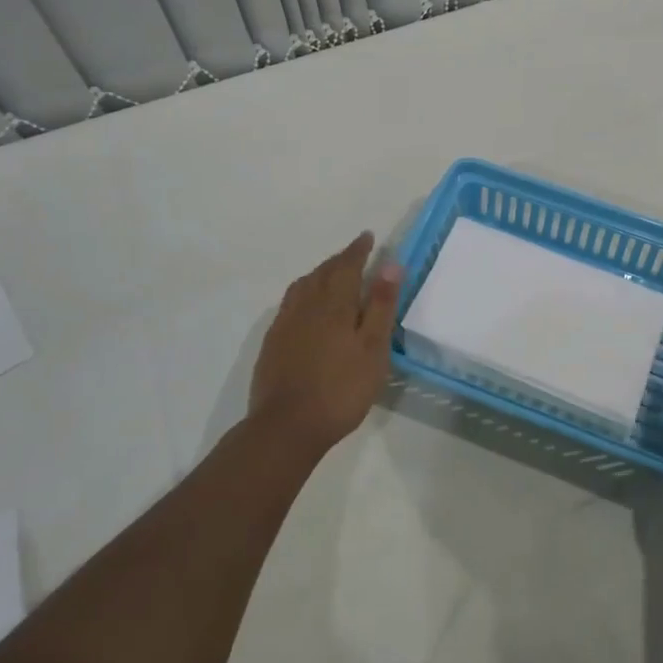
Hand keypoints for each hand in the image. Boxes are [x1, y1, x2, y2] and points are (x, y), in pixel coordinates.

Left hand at [248, 232, 401, 456]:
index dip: (358, 250)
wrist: (286, 426)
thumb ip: (380, 306)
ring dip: (320, 273)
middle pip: (323, 272)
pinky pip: (290, 303)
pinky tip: (307, 307)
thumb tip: (390, 264)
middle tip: (355, 253)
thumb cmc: (340, 388)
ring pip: (303, 285)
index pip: (347, 265)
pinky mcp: (273, 342)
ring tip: (332, 274)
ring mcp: (285, 323)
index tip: (368, 237)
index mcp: (334, 303)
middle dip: (340, 259)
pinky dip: (304, 292)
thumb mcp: (373, 349)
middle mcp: (306, 305)